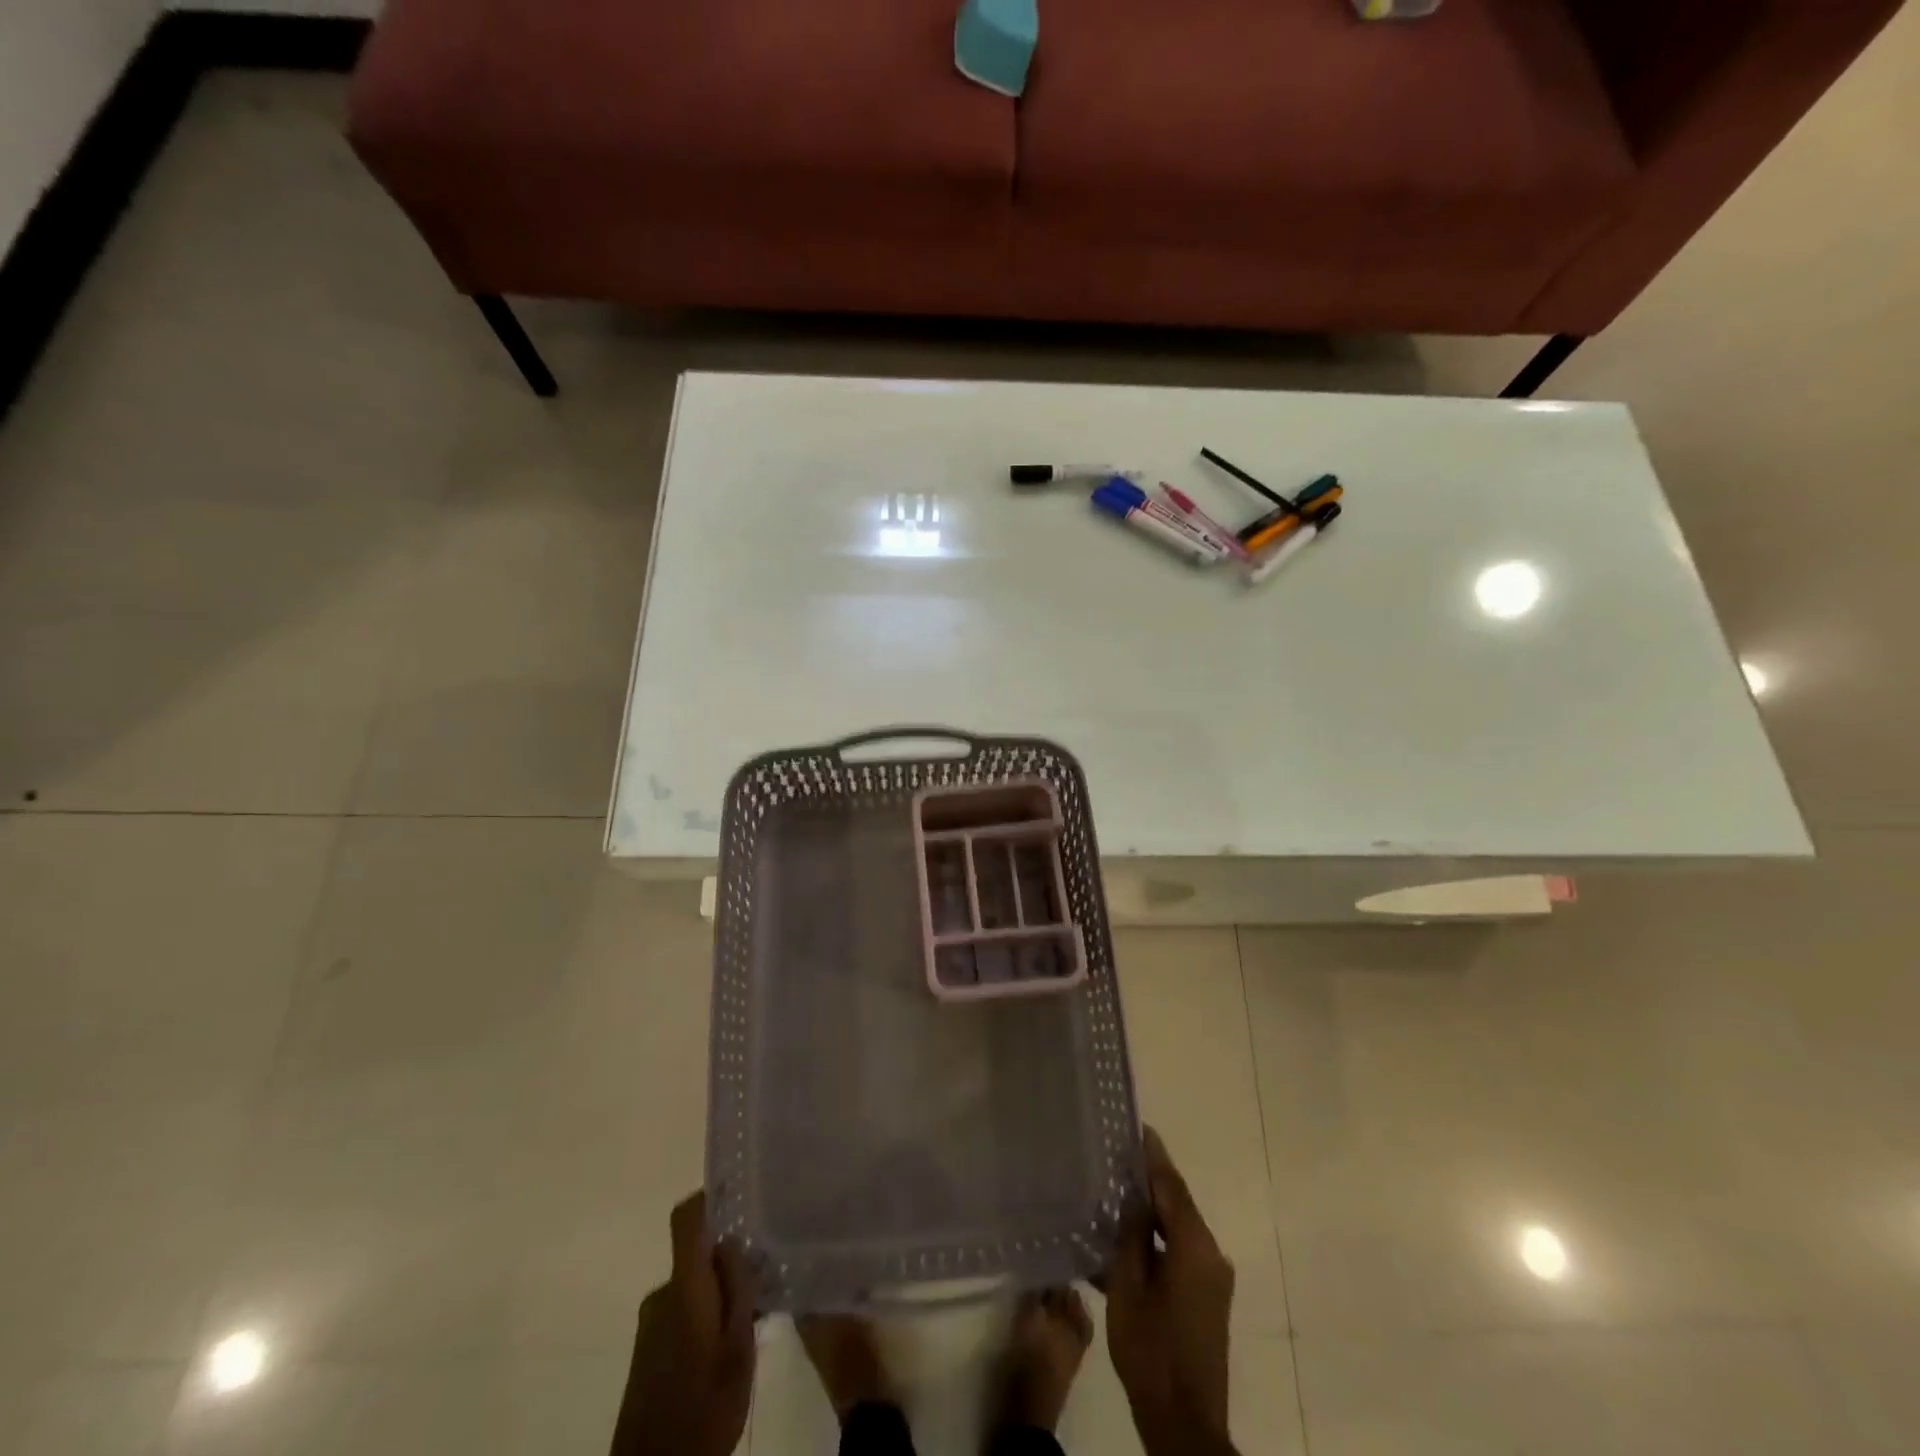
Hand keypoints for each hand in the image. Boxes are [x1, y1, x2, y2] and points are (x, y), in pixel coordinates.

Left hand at [611, 1193, 757, 1455]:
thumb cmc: (704, 1410)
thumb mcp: (738, 1349)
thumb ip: (738, 1289)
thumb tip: (734, 1241)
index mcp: (684, 1288)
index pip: (686, 1218)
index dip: (711, 1198)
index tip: (742, 1195)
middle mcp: (662, 1295)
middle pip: (698, 1253)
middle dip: (731, 1260)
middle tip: (768, 1277)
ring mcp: (651, 1324)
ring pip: (695, 1285)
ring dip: (722, 1293)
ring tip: (756, 1318)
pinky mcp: (648, 1349)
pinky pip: (684, 1310)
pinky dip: (708, 1315)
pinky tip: (730, 1347)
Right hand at [1104, 1127, 1236, 1455]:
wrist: (1185, 1422)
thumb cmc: (1151, 1350)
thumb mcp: (1127, 1288)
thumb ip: (1131, 1237)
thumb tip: (1134, 1201)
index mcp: (1194, 1246)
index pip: (1171, 1186)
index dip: (1153, 1156)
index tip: (1138, 1127)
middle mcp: (1211, 1254)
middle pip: (1177, 1204)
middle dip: (1150, 1180)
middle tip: (1118, 1156)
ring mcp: (1214, 1278)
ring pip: (1179, 1228)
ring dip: (1152, 1212)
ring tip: (1118, 1191)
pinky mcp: (1208, 1298)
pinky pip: (1182, 1251)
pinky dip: (1158, 1238)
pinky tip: (1130, 1236)